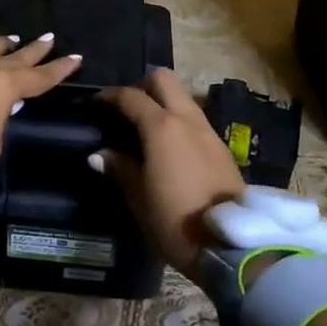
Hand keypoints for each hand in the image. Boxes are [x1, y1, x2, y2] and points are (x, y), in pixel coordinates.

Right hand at [97, 68, 245, 282]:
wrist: (232, 245)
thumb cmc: (176, 220)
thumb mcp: (139, 198)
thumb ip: (119, 168)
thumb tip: (99, 154)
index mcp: (161, 127)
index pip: (130, 96)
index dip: (109, 96)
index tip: (94, 104)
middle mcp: (186, 119)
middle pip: (163, 79)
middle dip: (141, 86)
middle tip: (126, 109)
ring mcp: (208, 131)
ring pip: (182, 97)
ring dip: (162, 102)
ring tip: (145, 128)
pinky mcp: (221, 147)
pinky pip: (194, 119)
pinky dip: (177, 120)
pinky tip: (167, 146)